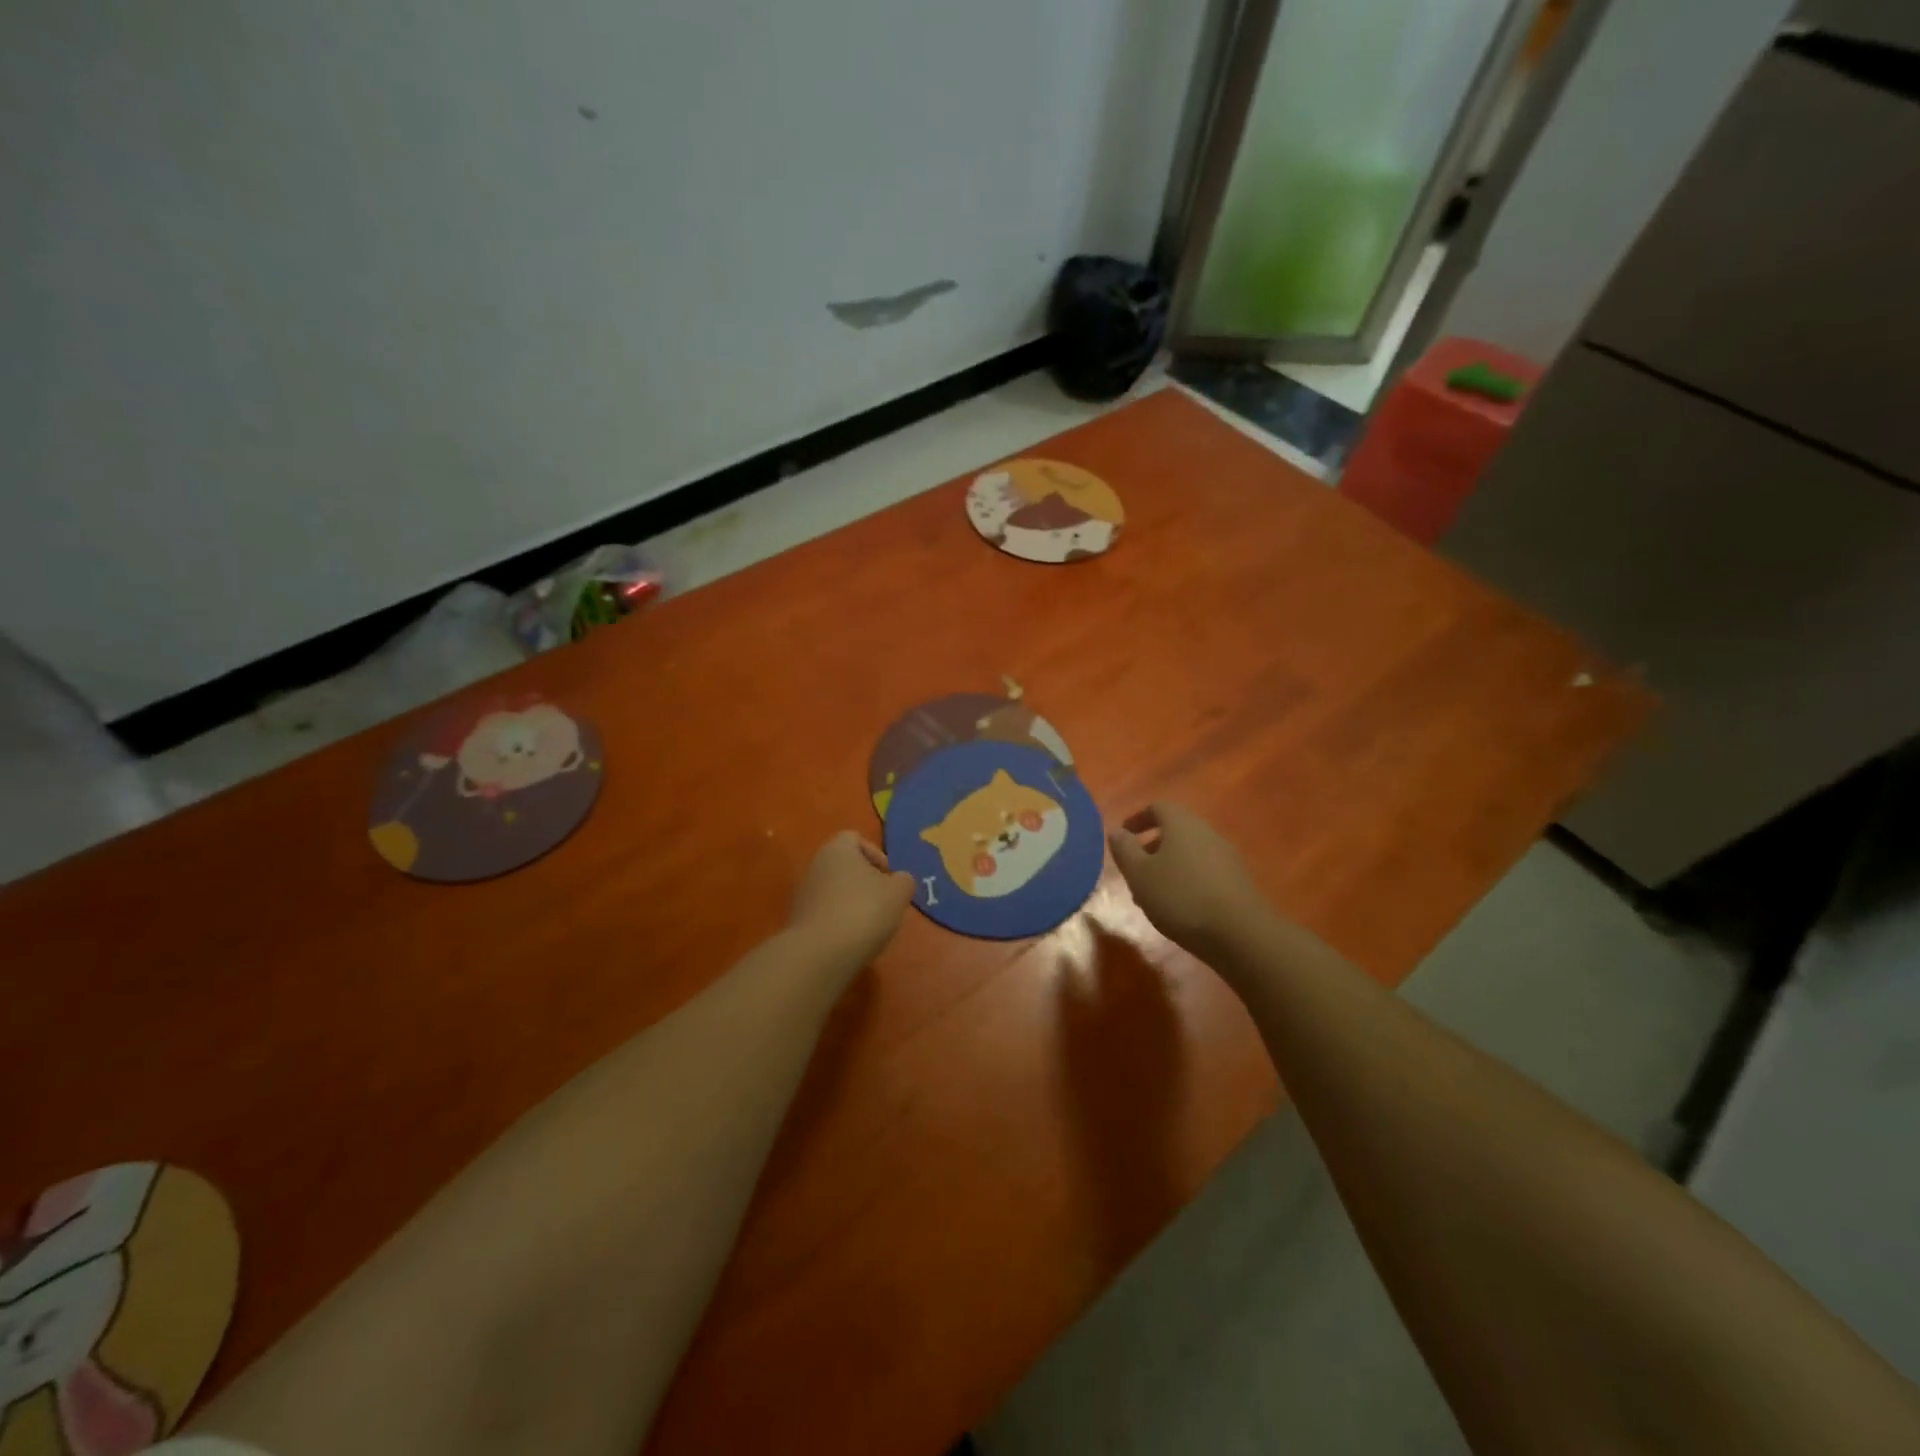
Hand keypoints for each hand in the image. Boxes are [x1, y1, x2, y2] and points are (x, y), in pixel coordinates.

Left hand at [787, 830, 914, 970]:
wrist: (819, 953)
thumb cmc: (863, 911)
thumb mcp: (898, 893)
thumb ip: (904, 881)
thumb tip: (899, 881)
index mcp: (838, 849)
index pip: (855, 838)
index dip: (876, 854)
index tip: (889, 877)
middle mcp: (815, 865)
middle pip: (844, 866)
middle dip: (865, 882)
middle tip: (884, 902)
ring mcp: (803, 894)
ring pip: (834, 891)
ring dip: (852, 904)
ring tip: (870, 926)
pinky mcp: (797, 921)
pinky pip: (824, 914)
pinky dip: (839, 922)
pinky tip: (851, 940)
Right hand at [1108, 803, 1271, 962]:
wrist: (1240, 934)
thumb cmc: (1180, 897)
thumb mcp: (1140, 875)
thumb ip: (1125, 850)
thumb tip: (1117, 832)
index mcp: (1181, 824)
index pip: (1157, 807)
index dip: (1138, 818)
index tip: (1124, 835)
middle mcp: (1206, 832)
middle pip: (1175, 830)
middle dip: (1152, 846)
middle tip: (1134, 869)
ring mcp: (1226, 856)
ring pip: (1189, 852)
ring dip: (1168, 866)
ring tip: (1153, 894)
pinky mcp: (1238, 881)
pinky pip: (1204, 871)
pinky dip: (1187, 880)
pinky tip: (1179, 907)